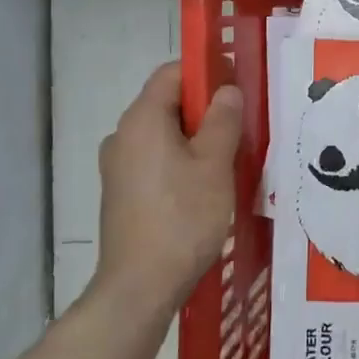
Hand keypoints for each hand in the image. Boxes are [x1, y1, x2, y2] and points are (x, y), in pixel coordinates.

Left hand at [97, 62, 243, 313]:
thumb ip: (223, 120)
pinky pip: (155, 160)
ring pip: (163, 135)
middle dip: (205, 110)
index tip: (237, 88)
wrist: (140, 286)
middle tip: (241, 128)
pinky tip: (204, 188)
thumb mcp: (215, 163)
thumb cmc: (183, 217)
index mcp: (142, 119)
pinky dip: (180, 162)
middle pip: (168, 103)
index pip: (172, 73)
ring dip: (195, 139)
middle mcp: (123, 135)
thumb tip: (227, 90)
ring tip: (229, 161)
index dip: (206, 72)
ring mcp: (118, 166)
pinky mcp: (121, 193)